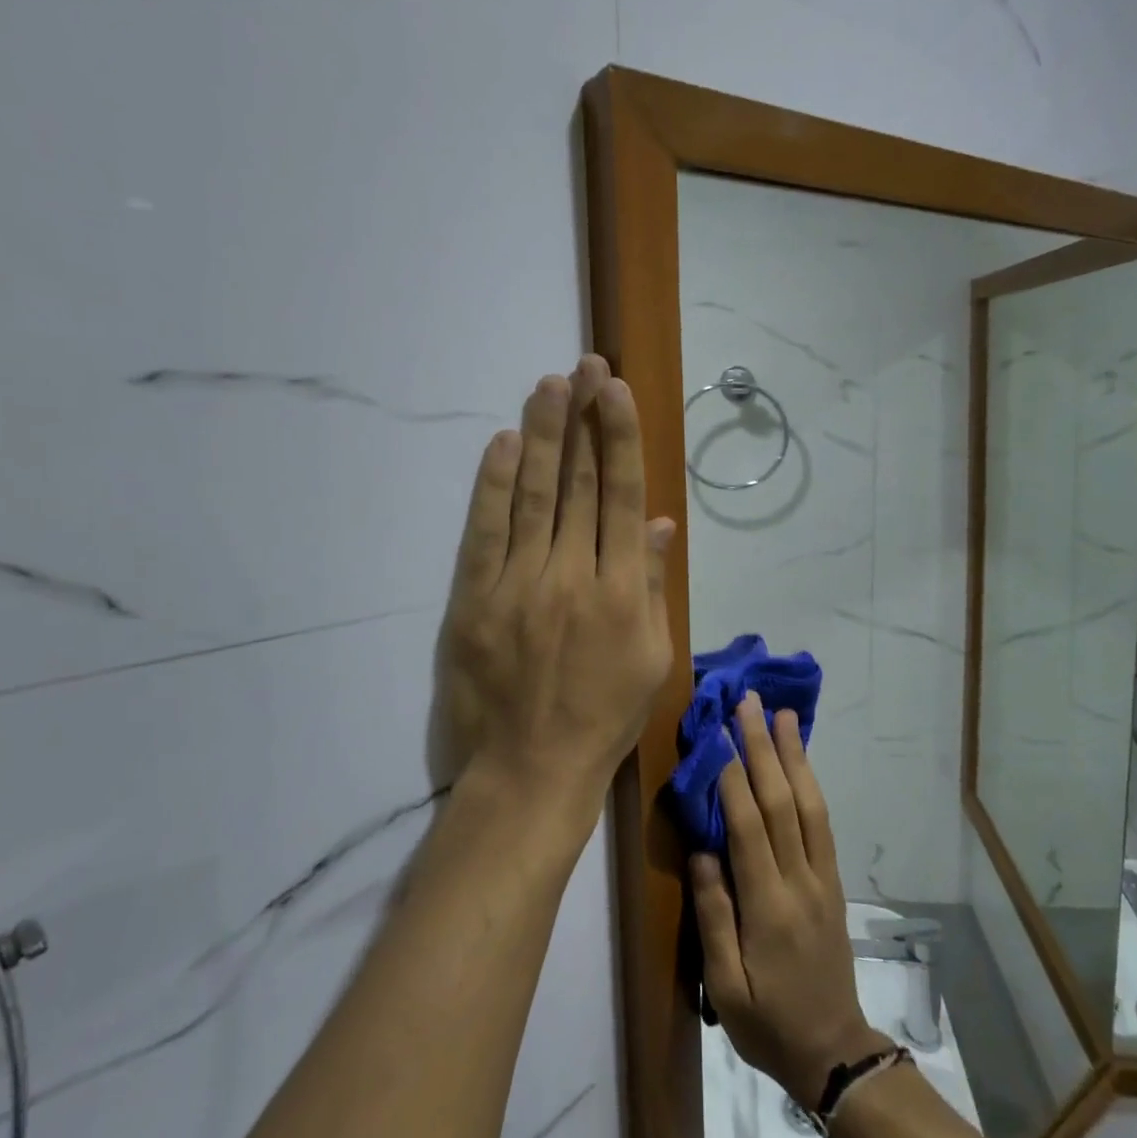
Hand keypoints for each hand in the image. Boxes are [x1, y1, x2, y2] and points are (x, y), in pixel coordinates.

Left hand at [435, 355, 676, 828]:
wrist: (531, 770)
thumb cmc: (605, 718)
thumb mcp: (653, 659)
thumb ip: (655, 586)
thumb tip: (661, 523)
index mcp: (624, 592)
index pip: (623, 497)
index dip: (620, 439)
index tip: (615, 392)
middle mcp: (574, 576)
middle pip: (580, 484)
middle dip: (584, 419)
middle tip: (584, 367)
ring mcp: (520, 585)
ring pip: (535, 495)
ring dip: (544, 435)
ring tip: (548, 385)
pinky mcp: (475, 599)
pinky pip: (486, 531)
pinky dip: (495, 484)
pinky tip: (506, 443)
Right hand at [690, 696, 891, 1104]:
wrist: (834, 1050)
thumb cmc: (767, 1022)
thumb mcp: (726, 985)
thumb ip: (714, 915)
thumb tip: (702, 850)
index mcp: (768, 906)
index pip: (749, 826)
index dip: (733, 776)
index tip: (718, 732)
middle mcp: (800, 880)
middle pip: (781, 801)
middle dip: (763, 747)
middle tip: (749, 703)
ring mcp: (823, 877)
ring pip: (810, 804)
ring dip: (795, 755)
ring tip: (782, 715)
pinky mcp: (834, 880)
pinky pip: (823, 821)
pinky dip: (811, 783)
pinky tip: (800, 760)